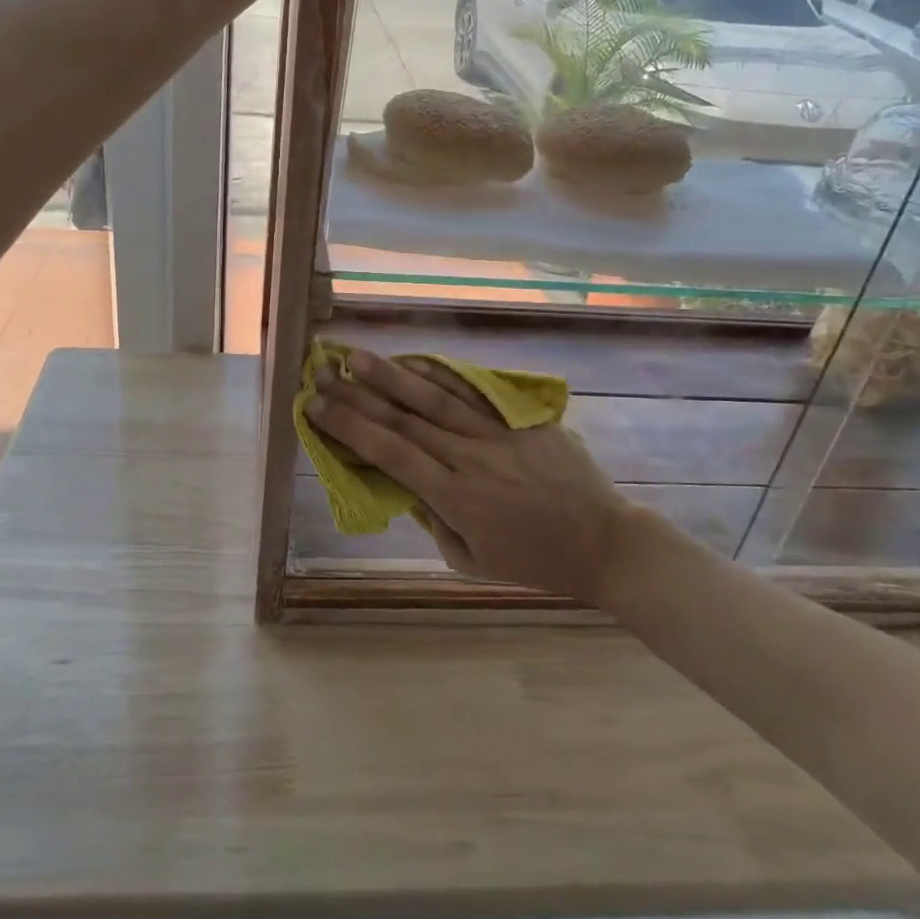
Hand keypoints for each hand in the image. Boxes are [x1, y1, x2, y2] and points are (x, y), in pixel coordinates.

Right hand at [308, 348, 636, 600]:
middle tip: (322, 373)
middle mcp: (469, 457)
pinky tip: (416, 361)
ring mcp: (498, 432)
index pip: (389, 452)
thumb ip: (434, 521)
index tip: (315, 407)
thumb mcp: (472, 561)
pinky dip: (442, 374)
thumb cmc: (535, 561)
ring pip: (435, 397)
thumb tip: (406, 484)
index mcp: (454, 496)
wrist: (604, 541)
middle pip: (404, 418)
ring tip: (357, 357)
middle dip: (357, 395)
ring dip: (392, 375)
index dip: (348, 427)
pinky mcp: (521, 419)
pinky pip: (475, 392)